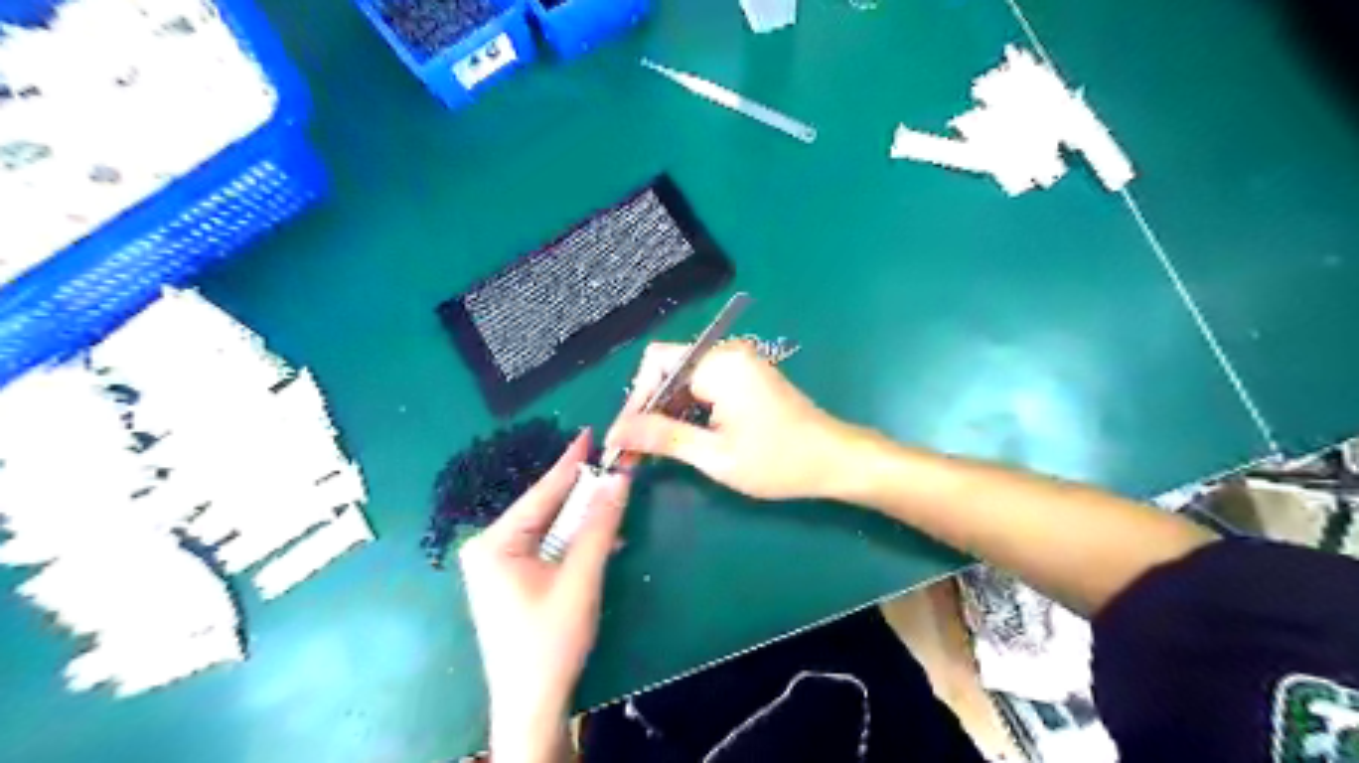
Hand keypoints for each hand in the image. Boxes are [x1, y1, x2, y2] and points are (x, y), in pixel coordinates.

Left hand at [454, 431, 626, 759]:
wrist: (532, 703)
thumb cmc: (550, 640)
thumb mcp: (580, 578)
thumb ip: (599, 525)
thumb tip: (619, 478)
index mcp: (495, 541)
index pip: (542, 492)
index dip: (571, 462)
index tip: (591, 433)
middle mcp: (490, 546)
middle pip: (547, 509)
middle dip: (583, 495)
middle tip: (615, 470)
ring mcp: (499, 564)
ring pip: (551, 528)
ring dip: (584, 522)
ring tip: (615, 506)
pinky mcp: (512, 579)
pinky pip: (549, 548)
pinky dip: (576, 544)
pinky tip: (602, 541)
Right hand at [607, 338, 852, 500]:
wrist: (834, 459)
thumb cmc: (778, 461)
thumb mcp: (715, 455)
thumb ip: (663, 438)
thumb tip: (616, 434)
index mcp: (720, 364)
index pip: (656, 367)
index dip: (634, 402)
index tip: (622, 440)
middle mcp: (726, 352)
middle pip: (667, 369)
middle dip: (648, 409)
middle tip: (633, 450)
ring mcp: (738, 361)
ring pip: (682, 378)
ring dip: (666, 412)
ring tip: (651, 450)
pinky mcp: (744, 374)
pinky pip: (702, 383)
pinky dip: (687, 409)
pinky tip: (680, 438)